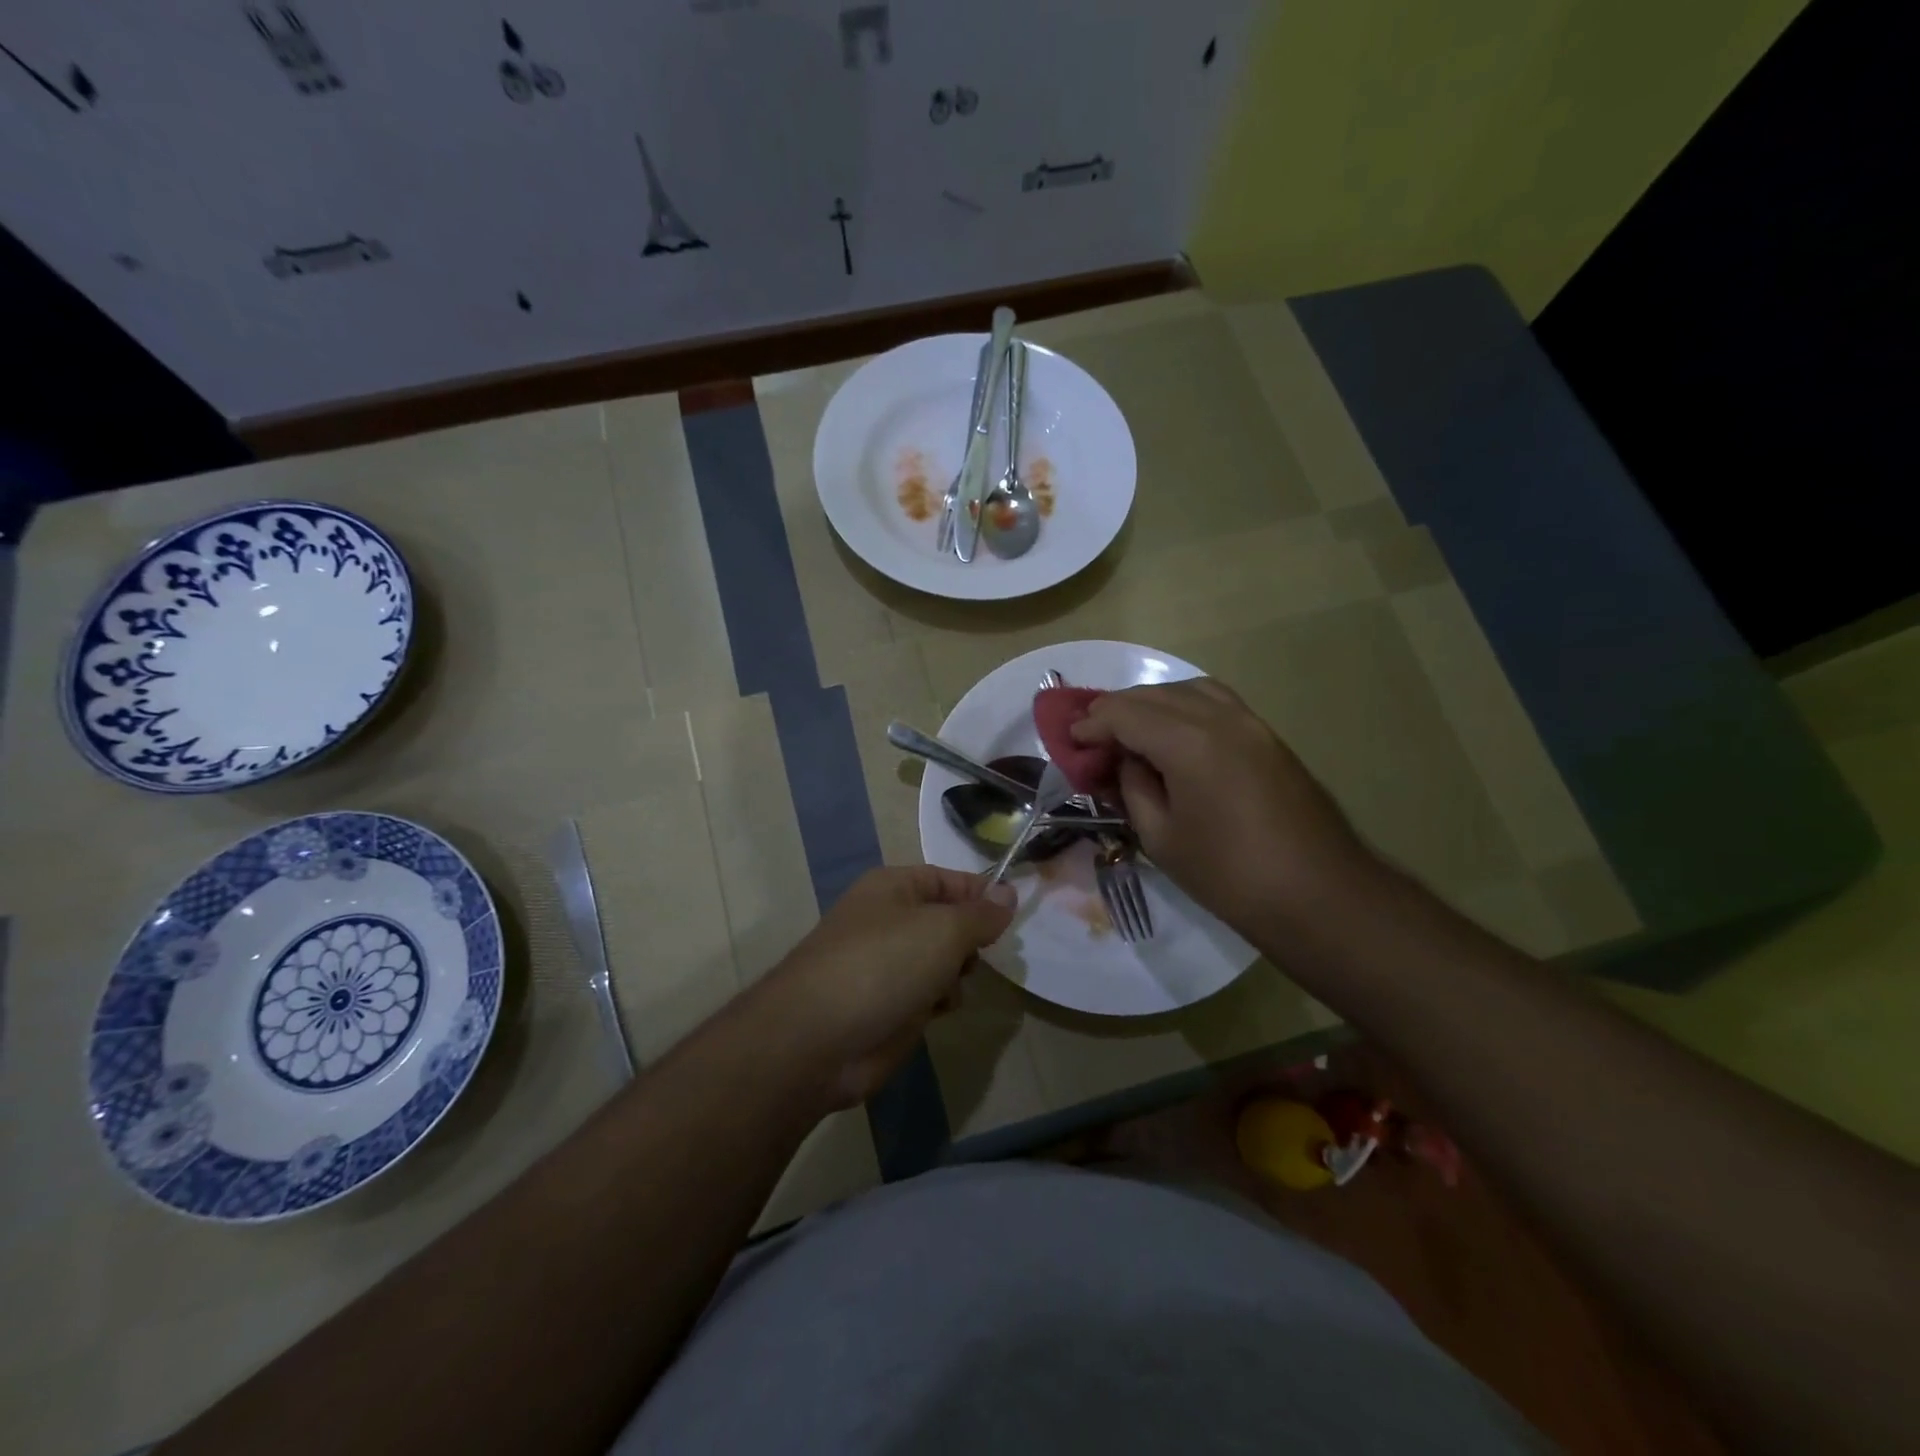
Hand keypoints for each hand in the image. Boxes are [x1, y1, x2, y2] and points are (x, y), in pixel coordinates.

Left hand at [754, 866, 1015, 1108]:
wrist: (818, 1040)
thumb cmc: (883, 966)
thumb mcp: (943, 930)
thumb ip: (981, 913)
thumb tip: (1009, 893)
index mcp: (894, 887)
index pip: (950, 879)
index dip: (983, 894)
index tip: (1015, 913)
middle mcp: (889, 920)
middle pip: (949, 921)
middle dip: (969, 940)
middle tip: (976, 955)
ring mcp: (887, 964)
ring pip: (943, 960)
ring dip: (956, 974)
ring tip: (948, 986)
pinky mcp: (888, 1005)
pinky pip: (929, 993)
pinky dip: (938, 1001)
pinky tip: (935, 1011)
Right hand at [1072, 679, 1378, 936]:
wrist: (1319, 895)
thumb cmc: (1230, 875)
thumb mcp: (1161, 837)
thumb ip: (1134, 788)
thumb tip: (1126, 761)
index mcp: (1188, 742)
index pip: (1125, 713)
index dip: (1091, 725)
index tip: (1071, 741)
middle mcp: (1220, 717)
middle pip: (1154, 695)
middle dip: (1116, 710)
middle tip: (1092, 736)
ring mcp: (1251, 723)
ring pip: (1188, 689)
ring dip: (1152, 703)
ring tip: (1131, 730)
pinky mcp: (1269, 737)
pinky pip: (1217, 702)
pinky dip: (1185, 706)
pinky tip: (1174, 734)